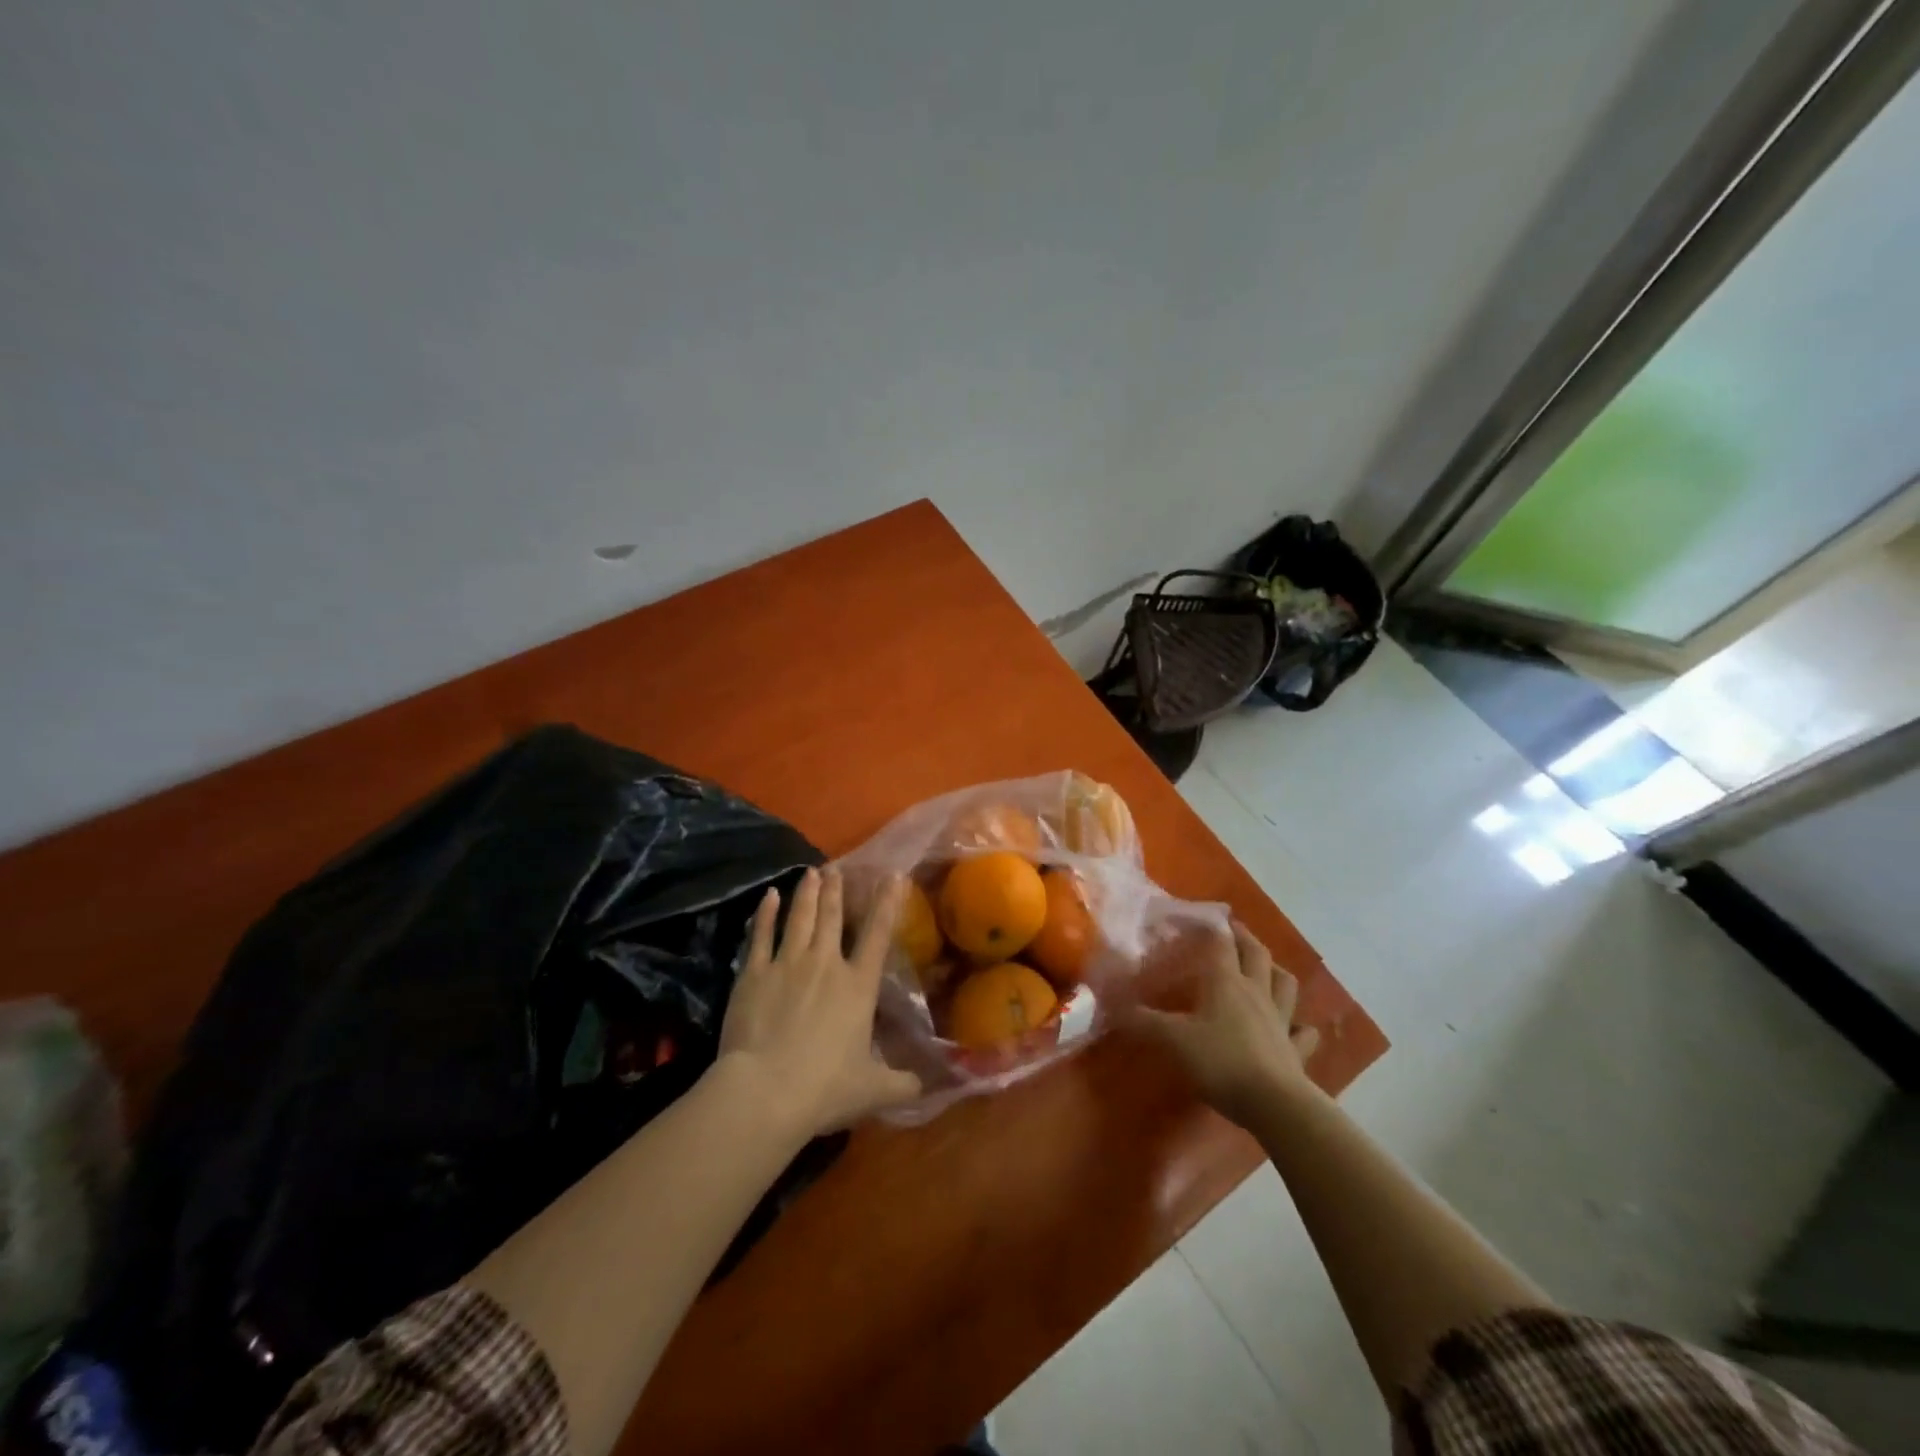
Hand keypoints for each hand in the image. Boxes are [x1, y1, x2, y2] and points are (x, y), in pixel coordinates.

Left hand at [717, 866, 922, 1137]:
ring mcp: (787, 964)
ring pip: (799, 917)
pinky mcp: (754, 973)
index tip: (892, 876)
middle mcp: (825, 964)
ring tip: (810, 871)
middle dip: (836, 890)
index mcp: (858, 986)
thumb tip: (927, 1086)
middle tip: (836, 867)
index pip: (878, 935)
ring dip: (806, 893)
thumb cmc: (825, 1088)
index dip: (887, 903)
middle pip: (832, 917)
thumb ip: (903, 1084)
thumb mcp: (873, 1090)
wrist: (765, 1091)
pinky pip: (761, 935)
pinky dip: (765, 914)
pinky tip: (768, 897)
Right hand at [1131, 921, 1320, 1126]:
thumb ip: (1143, 1021)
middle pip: (1257, 954)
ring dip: (1277, 971)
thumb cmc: (1220, 1062)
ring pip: (1285, 984)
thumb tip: (1113, 1004)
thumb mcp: (1173, 1040)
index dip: (1211, 926)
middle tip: (1235, 931)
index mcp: (1226, 982)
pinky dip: (1301, 1026)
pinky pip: (1303, 1033)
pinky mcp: (1296, 1050)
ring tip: (1268, 968)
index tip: (1202, 916)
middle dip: (1245, 938)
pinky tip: (1298, 1027)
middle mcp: (1256, 992)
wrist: (1274, 1104)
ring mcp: (1280, 1020)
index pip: (1220, 942)